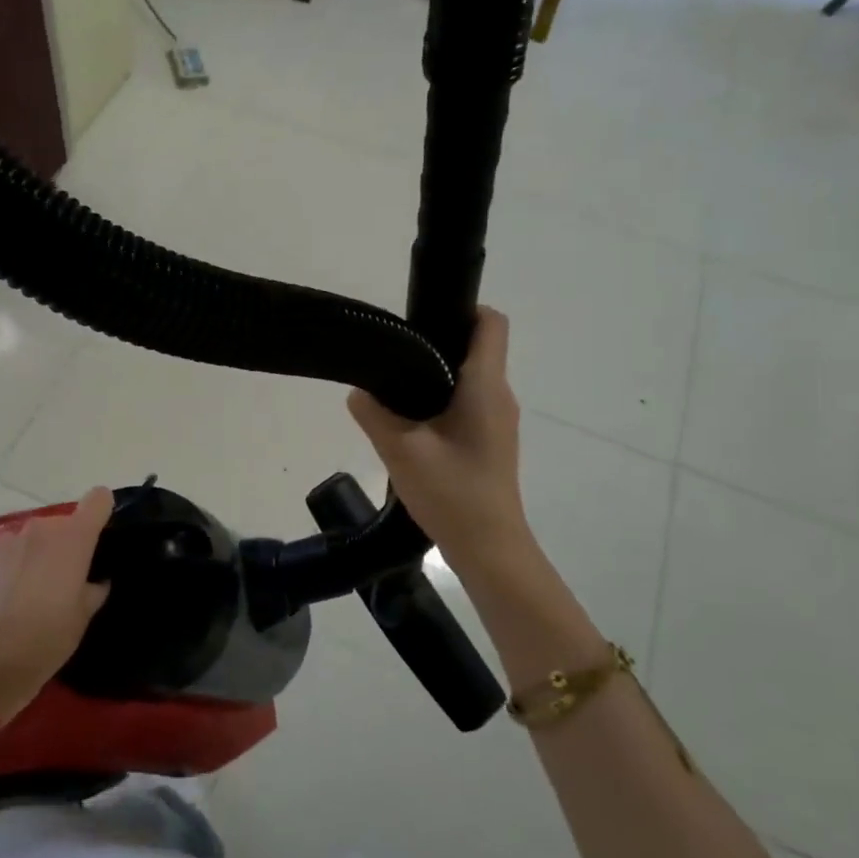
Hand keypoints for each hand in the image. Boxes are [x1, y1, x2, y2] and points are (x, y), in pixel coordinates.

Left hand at [0, 487, 113, 722]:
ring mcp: (13, 539)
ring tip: (40, 587)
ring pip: (40, 535)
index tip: (102, 536)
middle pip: (66, 522)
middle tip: (71, 578)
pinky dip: (21, 561)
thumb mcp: (83, 617)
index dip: (103, 512)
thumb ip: (94, 588)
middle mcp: (44, 528)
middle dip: (71, 543)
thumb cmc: (47, 638)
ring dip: (44, 552)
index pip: (98, 499)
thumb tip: (95, 580)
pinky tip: (16, 591)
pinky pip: (16, 548)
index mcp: (74, 539)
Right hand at [348, 307, 532, 583]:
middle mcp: (498, 396)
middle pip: (475, 349)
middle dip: (436, 342)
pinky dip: (441, 402)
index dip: (462, 309)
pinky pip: (467, 404)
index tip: (422, 317)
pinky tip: (411, 425)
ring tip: (395, 389)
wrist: (489, 549)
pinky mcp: (490, 442)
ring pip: (468, 379)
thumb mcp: (401, 450)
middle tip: (393, 354)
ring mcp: (498, 421)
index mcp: (484, 387)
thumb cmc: (452, 493)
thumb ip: (374, 413)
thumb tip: (359, 391)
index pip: (491, 324)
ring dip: (435, 376)